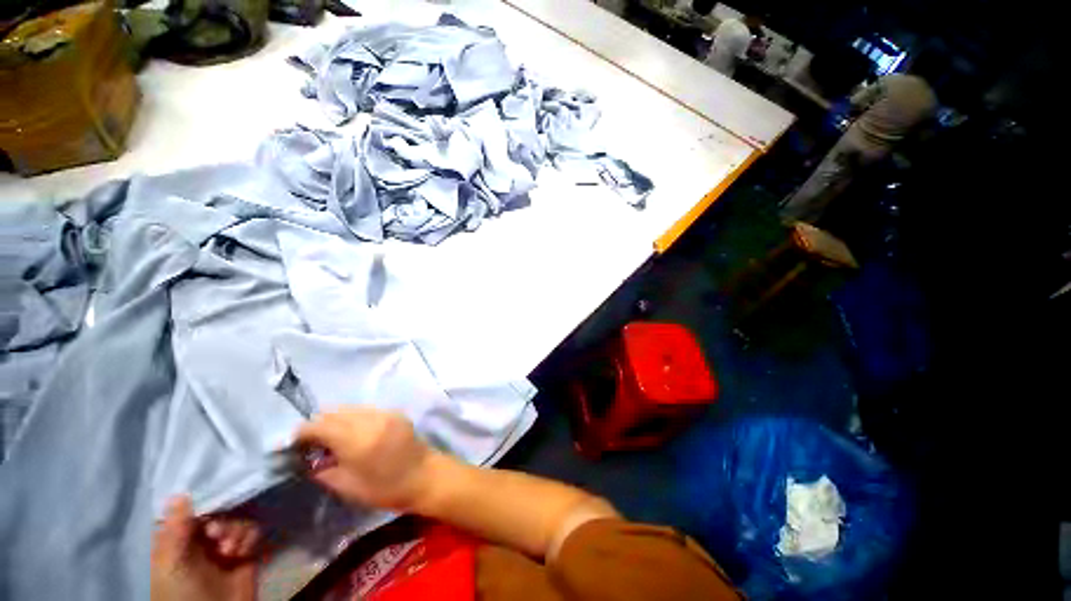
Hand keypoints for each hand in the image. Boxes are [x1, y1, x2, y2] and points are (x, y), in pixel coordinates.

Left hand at [151, 497, 260, 600]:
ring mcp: (223, 546)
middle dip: (221, 519)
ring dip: (236, 530)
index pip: (188, 509)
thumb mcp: (171, 564)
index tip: (207, 495)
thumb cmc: (182, 593)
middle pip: (217, 511)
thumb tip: (179, 493)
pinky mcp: (245, 552)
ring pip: (236, 519)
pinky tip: (243, 552)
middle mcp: (200, 540)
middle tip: (217, 533)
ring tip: (231, 549)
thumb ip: (174, 530)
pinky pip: (253, 531)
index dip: (198, 500)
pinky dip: (250, 537)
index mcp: (176, 541)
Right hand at [295, 407, 433, 511]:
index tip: (294, 443)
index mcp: (357, 439)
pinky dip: (354, 418)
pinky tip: (353, 433)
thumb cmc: (386, 489)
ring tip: (331, 437)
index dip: (303, 432)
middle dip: (319, 424)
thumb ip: (324, 470)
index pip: (321, 425)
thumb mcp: (348, 487)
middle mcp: (371, 420)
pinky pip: (367, 410)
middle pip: (335, 412)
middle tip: (312, 442)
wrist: (424, 476)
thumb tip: (309, 460)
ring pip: (351, 408)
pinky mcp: (395, 413)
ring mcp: (385, 413)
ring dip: (336, 419)